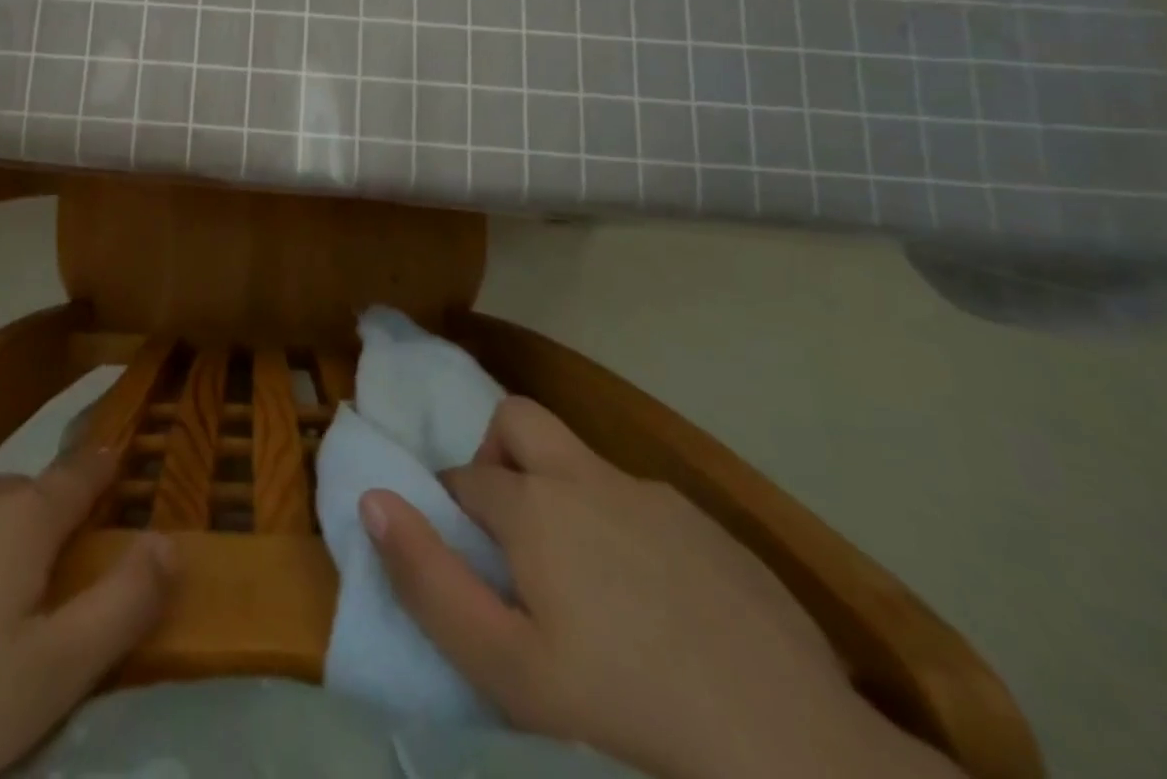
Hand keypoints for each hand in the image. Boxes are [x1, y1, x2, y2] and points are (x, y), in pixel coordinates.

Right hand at [359, 397, 960, 778]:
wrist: (794, 750)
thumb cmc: (623, 707)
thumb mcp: (505, 668)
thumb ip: (427, 577)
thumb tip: (372, 498)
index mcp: (533, 504)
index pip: (463, 476)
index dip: (450, 511)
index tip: (463, 561)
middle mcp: (587, 477)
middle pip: (518, 420)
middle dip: (497, 455)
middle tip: (512, 533)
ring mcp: (653, 496)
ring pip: (582, 462)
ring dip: (563, 495)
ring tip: (585, 580)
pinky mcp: (708, 526)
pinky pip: (641, 503)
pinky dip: (624, 529)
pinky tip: (656, 603)